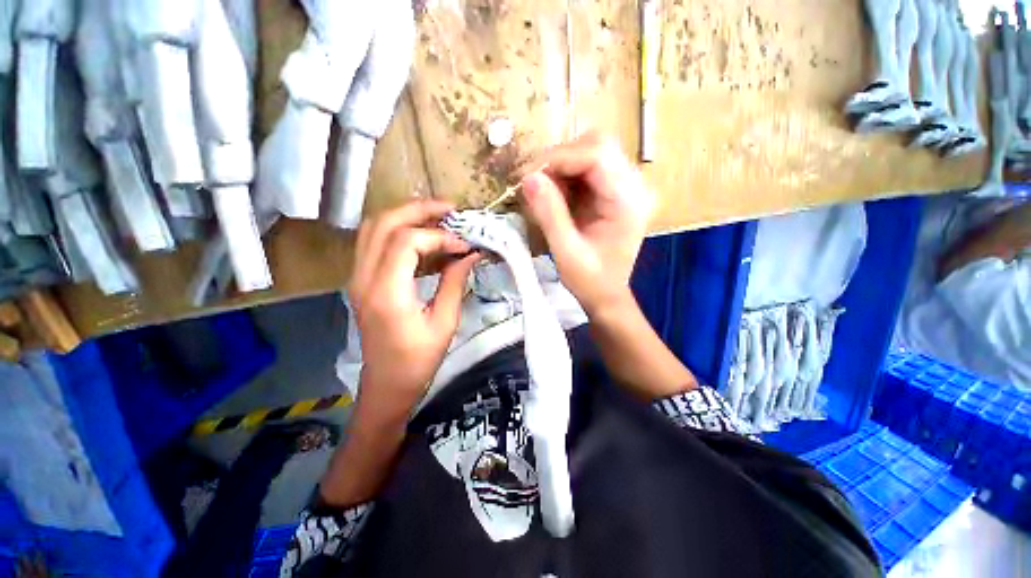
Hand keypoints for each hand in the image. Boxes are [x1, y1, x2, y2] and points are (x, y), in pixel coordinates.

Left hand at [349, 200, 479, 416]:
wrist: (387, 385)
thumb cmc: (418, 360)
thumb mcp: (444, 322)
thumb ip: (455, 282)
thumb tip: (470, 254)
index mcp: (386, 292)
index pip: (407, 241)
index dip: (440, 236)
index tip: (464, 246)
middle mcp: (363, 278)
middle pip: (384, 223)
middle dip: (419, 209)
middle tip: (450, 210)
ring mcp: (357, 277)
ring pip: (375, 227)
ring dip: (407, 216)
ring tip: (439, 218)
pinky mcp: (361, 280)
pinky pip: (376, 242)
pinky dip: (400, 232)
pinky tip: (425, 240)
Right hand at [520, 131, 653, 314]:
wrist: (607, 294)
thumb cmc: (590, 281)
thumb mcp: (566, 252)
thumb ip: (549, 214)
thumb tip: (528, 177)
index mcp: (629, 201)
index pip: (597, 155)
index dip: (559, 158)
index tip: (528, 176)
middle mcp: (635, 185)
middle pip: (596, 144)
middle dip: (559, 159)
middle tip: (533, 184)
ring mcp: (627, 185)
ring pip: (590, 151)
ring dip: (560, 166)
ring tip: (543, 192)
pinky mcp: (616, 189)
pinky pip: (588, 166)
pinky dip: (566, 175)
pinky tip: (555, 195)